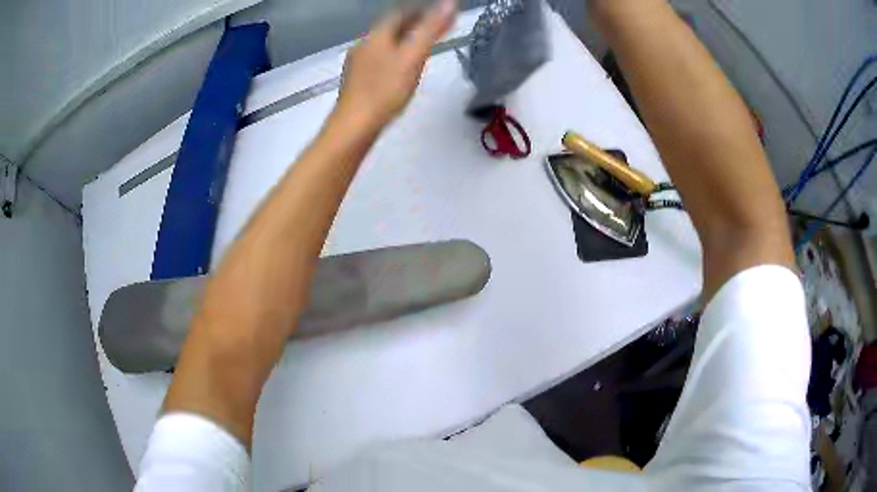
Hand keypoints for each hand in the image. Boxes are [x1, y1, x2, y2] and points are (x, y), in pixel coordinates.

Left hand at [336, 0, 456, 128]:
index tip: (437, 13)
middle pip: (390, 28)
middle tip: (432, 29)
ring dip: (401, 41)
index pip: (400, 13)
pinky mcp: (355, 82)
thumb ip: (431, 29)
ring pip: (383, 45)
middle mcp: (364, 45)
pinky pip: (377, 61)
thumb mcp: (413, 56)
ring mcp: (357, 64)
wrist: (354, 126)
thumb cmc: (385, 90)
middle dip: (411, 25)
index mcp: (377, 35)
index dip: (420, 10)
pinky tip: (397, 69)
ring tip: (418, 47)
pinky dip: (392, 57)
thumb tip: (449, 2)